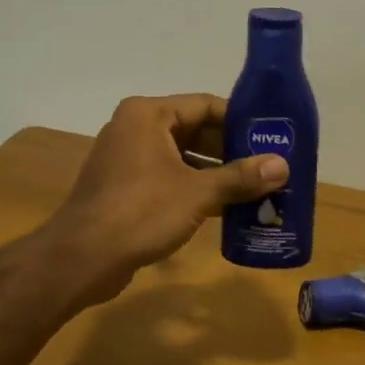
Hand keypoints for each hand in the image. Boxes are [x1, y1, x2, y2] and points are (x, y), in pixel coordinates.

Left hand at [40, 94, 286, 307]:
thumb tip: (283, 166)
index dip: (242, 121)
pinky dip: (197, 189)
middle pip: (196, 130)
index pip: (206, 105)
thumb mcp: (198, 193)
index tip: (273, 137)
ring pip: (184, 157)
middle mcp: (136, 128)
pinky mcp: (126, 187)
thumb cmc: (140, 212)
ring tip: (257, 188)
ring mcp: (128, 159)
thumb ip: (241, 177)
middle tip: (270, 166)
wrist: (82, 259)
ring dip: (218, 173)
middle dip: (233, 151)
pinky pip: (170, 178)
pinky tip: (228, 208)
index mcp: (149, 115)